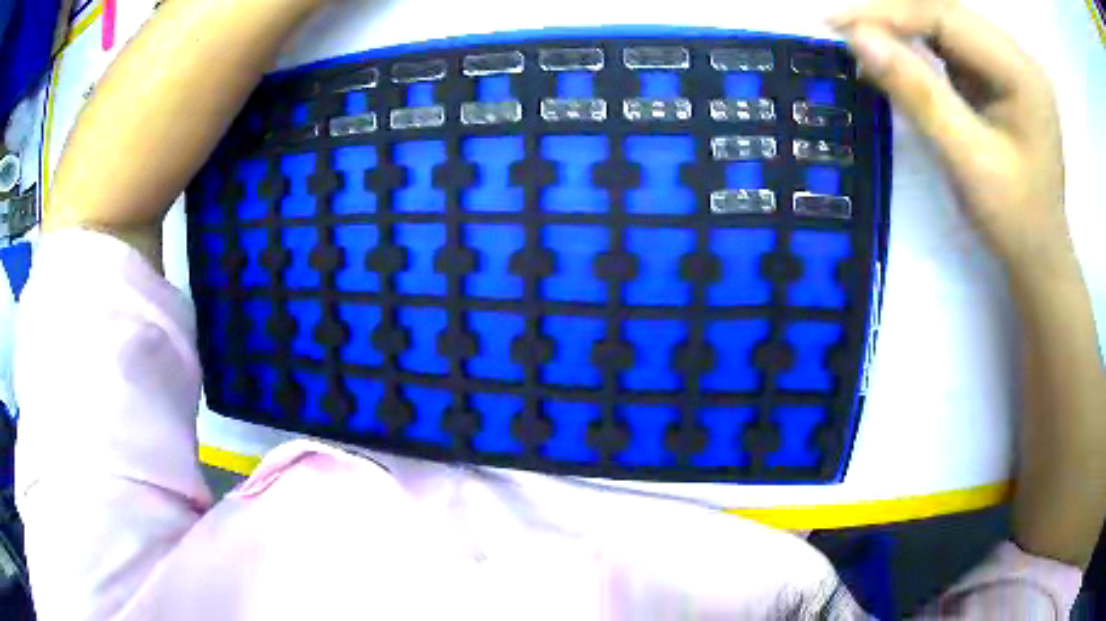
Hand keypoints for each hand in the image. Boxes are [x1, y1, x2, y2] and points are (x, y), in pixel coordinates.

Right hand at [830, 0, 1073, 279]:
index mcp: (1022, 73)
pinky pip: (950, 45)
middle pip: (945, 13)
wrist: (1039, 257)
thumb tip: (858, 39)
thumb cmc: (1014, 220)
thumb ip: (918, 94)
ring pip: (944, 24)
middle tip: (844, 32)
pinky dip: (918, 47)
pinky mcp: (998, 75)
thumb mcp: (968, 160)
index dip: (890, 14)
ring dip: (902, 29)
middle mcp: (1016, 56)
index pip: (947, 18)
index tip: (837, 23)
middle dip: (893, 18)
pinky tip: (896, 59)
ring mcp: (1008, 63)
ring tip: (864, 44)